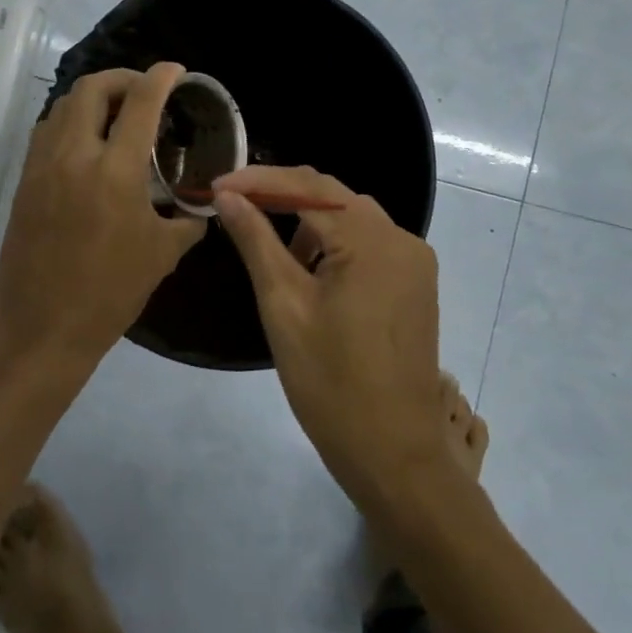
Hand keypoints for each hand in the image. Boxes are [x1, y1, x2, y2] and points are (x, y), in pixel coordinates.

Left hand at [0, 63, 206, 369]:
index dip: (161, 77)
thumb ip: (188, 219)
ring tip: (116, 115)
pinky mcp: (24, 181)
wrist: (43, 328)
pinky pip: (46, 132)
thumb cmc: (110, 292)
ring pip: (62, 105)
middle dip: (122, 77)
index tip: (176, 71)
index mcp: (115, 171)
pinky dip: (70, 122)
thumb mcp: (163, 254)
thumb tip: (203, 204)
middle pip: (91, 87)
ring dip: (92, 98)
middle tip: (144, 91)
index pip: (140, 101)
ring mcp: (42, 166)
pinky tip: (88, 145)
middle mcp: (74, 155)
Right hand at [212, 166, 447, 502]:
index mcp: (371, 240)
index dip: (259, 180)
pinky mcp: (415, 284)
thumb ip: (256, 241)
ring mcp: (414, 262)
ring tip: (267, 242)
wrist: (394, 452)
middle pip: (333, 195)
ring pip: (352, 217)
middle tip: (233, 203)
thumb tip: (228, 196)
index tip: (216, 186)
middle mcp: (401, 238)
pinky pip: (369, 242)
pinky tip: (309, 267)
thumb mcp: (283, 305)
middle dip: (281, 194)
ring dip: (308, 218)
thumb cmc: (330, 382)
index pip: (308, 186)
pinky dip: (334, 241)